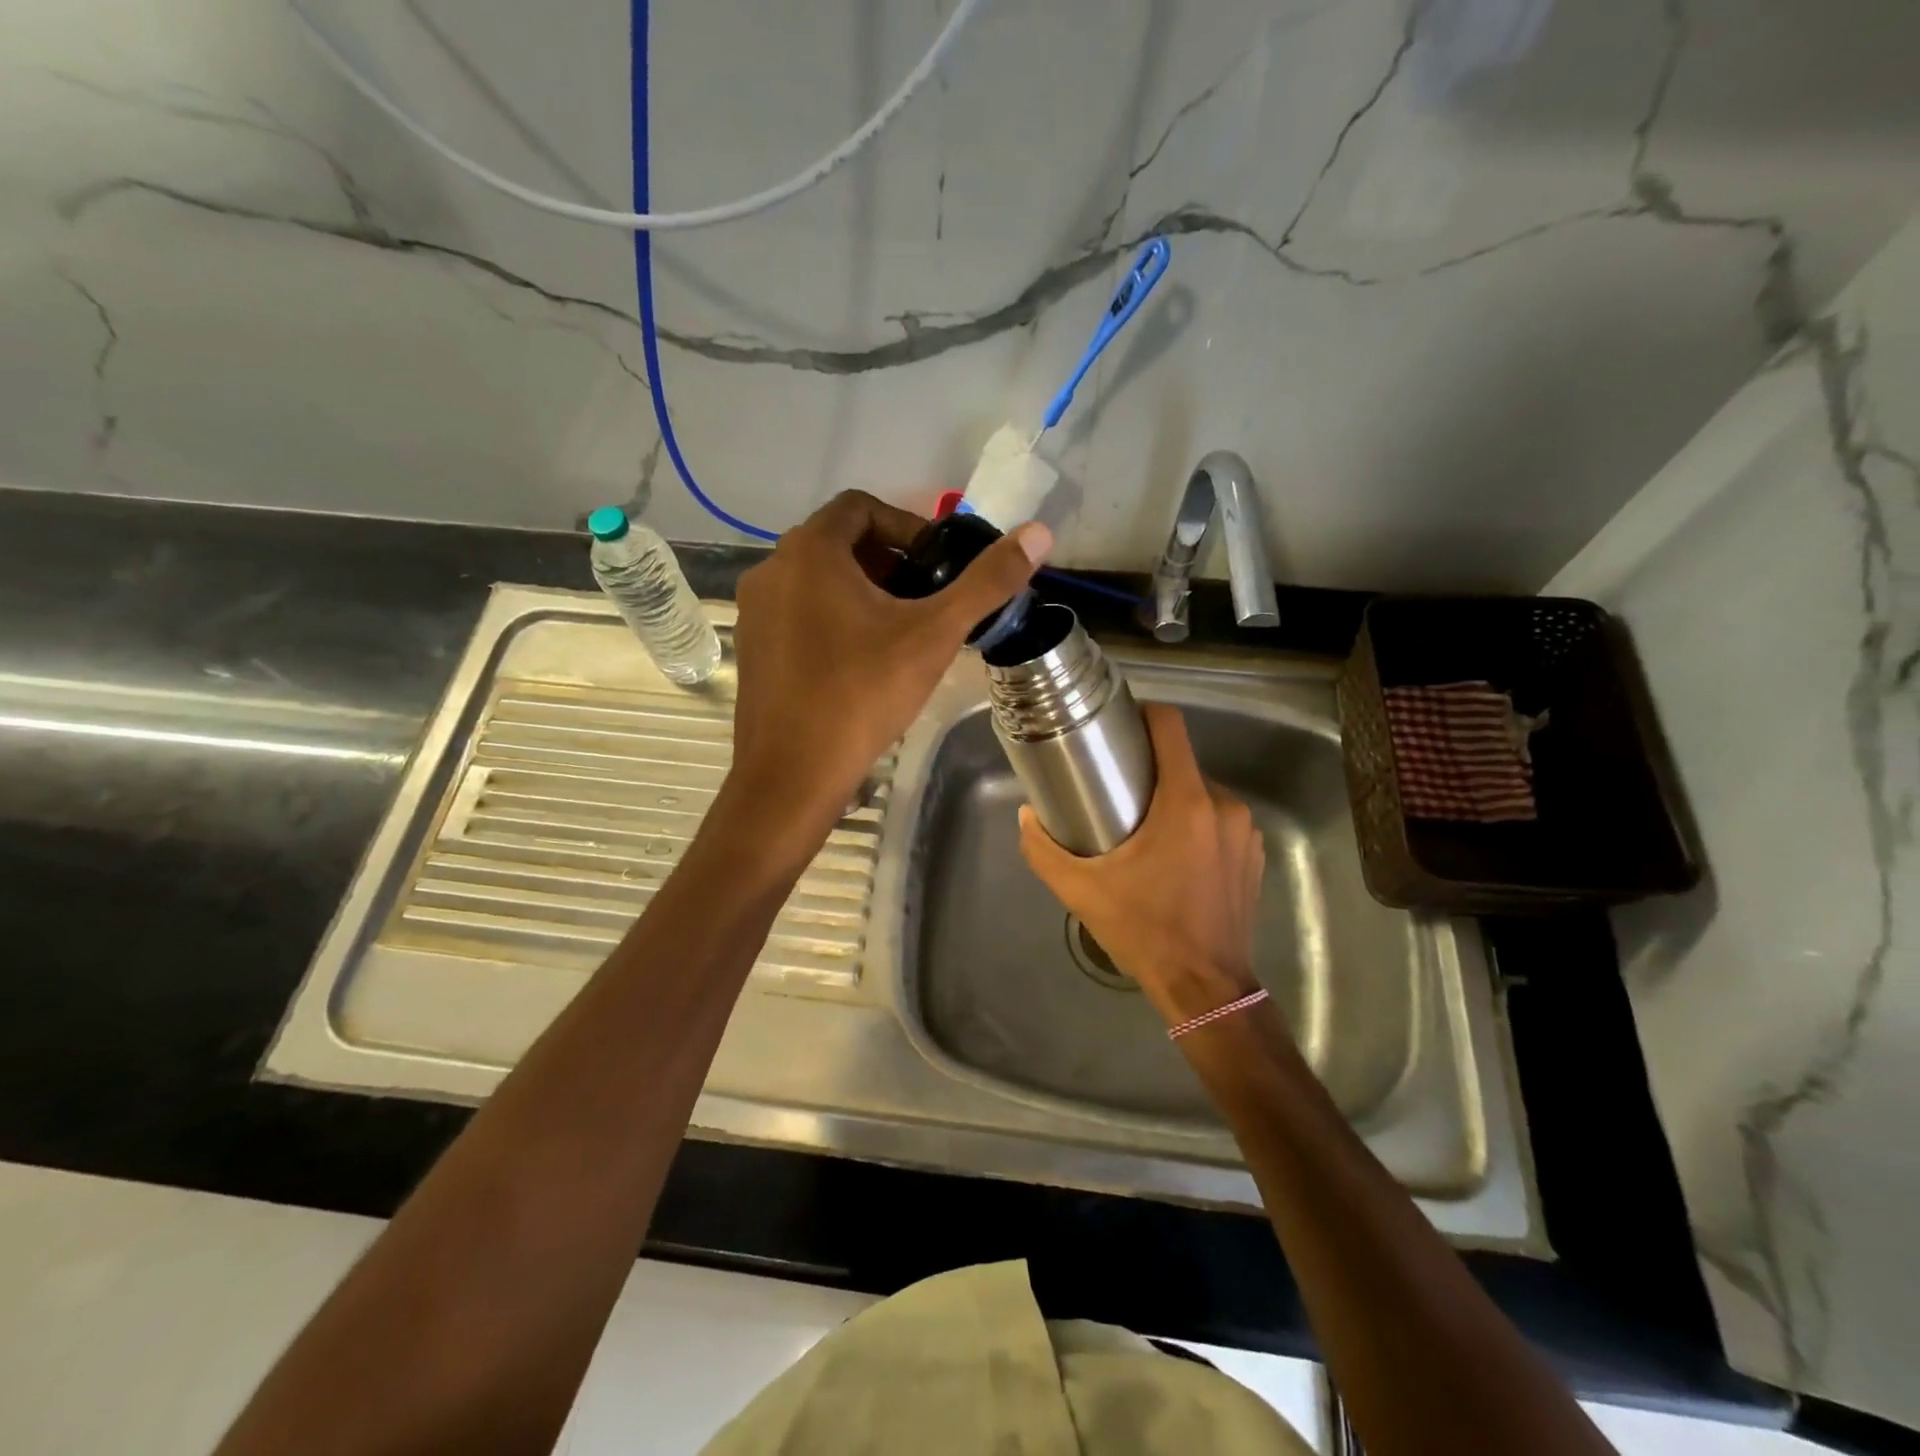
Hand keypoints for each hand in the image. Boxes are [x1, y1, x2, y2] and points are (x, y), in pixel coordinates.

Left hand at [730, 490, 1049, 830]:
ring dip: (863, 592)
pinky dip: (833, 618)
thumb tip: (1039, 533)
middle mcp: (772, 569)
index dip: (907, 527)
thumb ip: (987, 582)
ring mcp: (755, 611)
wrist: (793, 774)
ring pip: (818, 580)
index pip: (861, 507)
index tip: (938, 566)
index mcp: (810, 551)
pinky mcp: (752, 647)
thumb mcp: (934, 634)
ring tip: (900, 633)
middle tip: (927, 601)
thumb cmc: (862, 694)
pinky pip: (798, 612)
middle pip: (840, 543)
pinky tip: (861, 662)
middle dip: (889, 564)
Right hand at [1019, 703, 1265, 1025]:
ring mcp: (1244, 830)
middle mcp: (1223, 805)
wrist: (1204, 985)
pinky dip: (1197, 825)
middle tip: (1118, 792)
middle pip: (1182, 763)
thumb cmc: (1143, 930)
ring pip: (1202, 792)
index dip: (1144, 715)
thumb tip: (1026, 816)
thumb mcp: (1081, 890)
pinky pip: (1220, 820)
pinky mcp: (1253, 854)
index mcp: (1185, 802)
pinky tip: (1175, 857)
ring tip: (1144, 827)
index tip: (1119, 728)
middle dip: (1151, 770)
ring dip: (1174, 800)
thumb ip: (1044, 849)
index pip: (1170, 727)